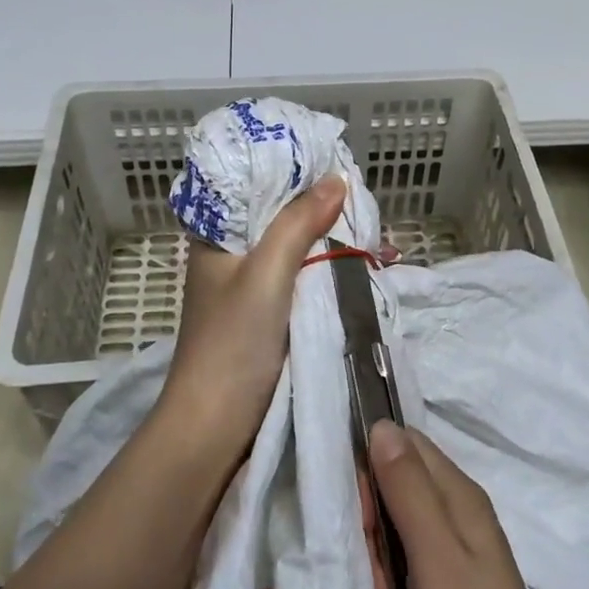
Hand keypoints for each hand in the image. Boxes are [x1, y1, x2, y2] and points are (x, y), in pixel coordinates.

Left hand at [159, 175, 346, 455]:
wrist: (215, 426)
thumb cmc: (232, 343)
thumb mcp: (266, 273)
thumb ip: (298, 224)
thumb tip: (337, 180)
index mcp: (216, 234)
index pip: (256, 185)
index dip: (294, 172)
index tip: (335, 162)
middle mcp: (232, 253)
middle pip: (280, 216)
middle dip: (321, 208)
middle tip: (365, 200)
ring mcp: (251, 285)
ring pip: (296, 248)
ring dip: (329, 239)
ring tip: (373, 229)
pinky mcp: (268, 312)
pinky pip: (303, 277)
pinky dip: (329, 268)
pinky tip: (360, 263)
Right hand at [368, 423, 588, 588]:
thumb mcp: (434, 557)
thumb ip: (407, 489)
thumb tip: (382, 423)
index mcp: (458, 495)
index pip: (402, 444)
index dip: (371, 469)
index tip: (359, 516)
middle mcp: (458, 514)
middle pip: (395, 489)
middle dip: (372, 529)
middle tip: (376, 577)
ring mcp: (454, 556)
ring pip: (394, 533)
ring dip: (379, 570)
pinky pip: (405, 570)